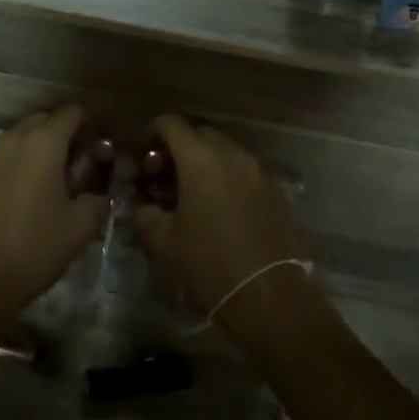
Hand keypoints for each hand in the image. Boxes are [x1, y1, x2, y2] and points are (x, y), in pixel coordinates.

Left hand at [0, 104, 111, 334]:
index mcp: (43, 144)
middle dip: (64, 134)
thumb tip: (100, 192)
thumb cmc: (35, 249)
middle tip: (79, 164)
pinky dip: (17, 165)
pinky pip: (1, 159)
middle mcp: (12, 141)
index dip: (91, 124)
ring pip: (20, 138)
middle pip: (44, 120)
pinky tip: (23, 197)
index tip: (100, 147)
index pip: (71, 112)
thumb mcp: (81, 227)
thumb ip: (99, 199)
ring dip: (39, 149)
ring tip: (52, 182)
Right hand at [133, 115, 313, 334]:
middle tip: (166, 177)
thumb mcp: (163, 241)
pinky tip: (221, 208)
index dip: (153, 134)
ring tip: (193, 194)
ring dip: (205, 162)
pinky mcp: (275, 189)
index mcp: (200, 158)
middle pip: (200, 133)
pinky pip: (244, 170)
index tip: (144, 158)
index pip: (171, 123)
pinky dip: (228, 177)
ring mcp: (257, 170)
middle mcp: (231, 153)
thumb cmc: (209, 264)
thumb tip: (144, 203)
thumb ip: (146, 213)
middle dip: (180, 148)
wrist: (269, 295)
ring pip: (225, 151)